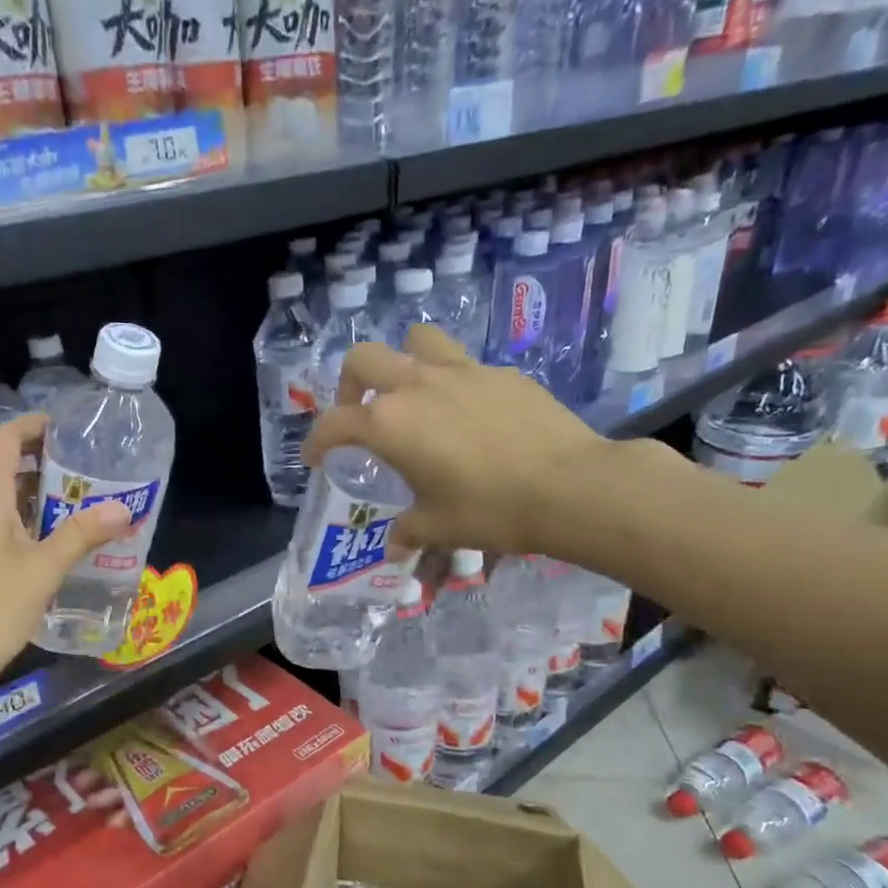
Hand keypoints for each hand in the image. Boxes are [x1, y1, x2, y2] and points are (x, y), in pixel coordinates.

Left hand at [0, 415, 130, 693]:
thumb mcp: (43, 570)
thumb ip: (81, 535)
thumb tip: (123, 508)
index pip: (3, 439)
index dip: (32, 426)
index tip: (67, 429)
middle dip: (35, 452)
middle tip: (77, 460)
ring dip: (27, 482)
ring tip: (70, 491)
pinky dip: (19, 508)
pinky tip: (47, 532)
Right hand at [303, 324, 618, 559]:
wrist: (571, 487)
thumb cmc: (490, 509)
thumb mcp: (439, 528)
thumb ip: (409, 531)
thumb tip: (396, 547)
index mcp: (390, 423)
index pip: (334, 423)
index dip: (316, 441)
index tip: (316, 458)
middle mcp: (418, 385)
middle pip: (364, 359)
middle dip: (350, 384)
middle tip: (360, 414)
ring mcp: (463, 371)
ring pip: (417, 340)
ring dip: (402, 361)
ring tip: (412, 396)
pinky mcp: (502, 373)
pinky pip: (463, 365)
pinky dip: (452, 383)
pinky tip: (469, 417)